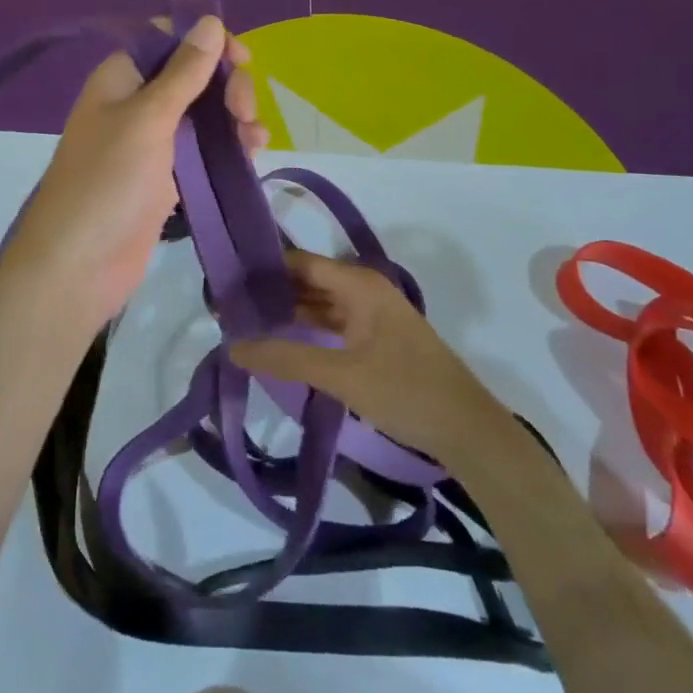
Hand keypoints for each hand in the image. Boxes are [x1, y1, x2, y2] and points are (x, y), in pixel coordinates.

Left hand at [0, 14, 267, 328]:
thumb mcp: (148, 119)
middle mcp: (136, 104)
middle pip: (193, 76)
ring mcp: (152, 143)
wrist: (79, 265)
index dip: (206, 43)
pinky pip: (204, 150)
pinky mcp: (166, 178)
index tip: (242, 59)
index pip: (168, 40)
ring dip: (234, 119)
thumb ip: (183, 72)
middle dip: (227, 86)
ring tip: (254, 139)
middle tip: (245, 114)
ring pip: (204, 114)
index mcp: (122, 78)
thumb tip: (210, 22)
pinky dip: (228, 148)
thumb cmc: (108, 182)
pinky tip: (252, 155)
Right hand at [229, 249, 500, 462]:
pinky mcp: (375, 338)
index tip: (226, 281)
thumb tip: (233, 347)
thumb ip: (287, 358)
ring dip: (287, 312)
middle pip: (308, 281)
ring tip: (244, 322)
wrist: (467, 430)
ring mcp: (372, 314)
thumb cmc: (405, 390)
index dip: (264, 269)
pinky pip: (332, 324)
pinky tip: (281, 341)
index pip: (300, 263)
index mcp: (359, 283)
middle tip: (226, 306)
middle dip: (271, 291)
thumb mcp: (342, 374)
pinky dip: (307, 329)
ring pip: (320, 304)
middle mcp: (364, 289)